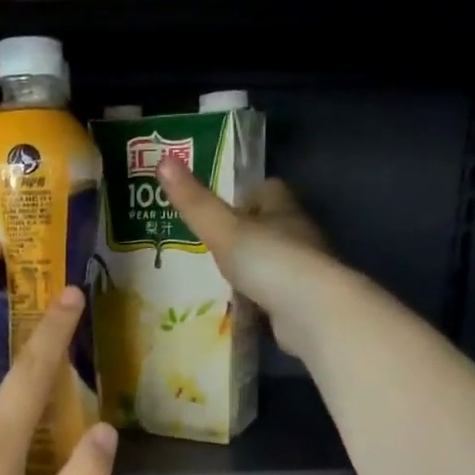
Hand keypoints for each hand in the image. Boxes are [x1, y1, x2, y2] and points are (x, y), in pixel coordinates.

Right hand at [156, 161, 340, 360]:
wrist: (312, 313)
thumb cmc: (269, 260)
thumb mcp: (223, 229)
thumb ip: (195, 202)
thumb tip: (163, 160)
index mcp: (284, 209)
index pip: (268, 189)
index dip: (246, 193)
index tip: (220, 204)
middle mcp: (298, 235)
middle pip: (271, 225)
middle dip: (245, 232)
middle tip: (210, 243)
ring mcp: (303, 272)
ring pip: (272, 261)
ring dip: (251, 267)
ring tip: (217, 277)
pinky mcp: (302, 304)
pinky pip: (274, 294)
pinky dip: (258, 298)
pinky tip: (237, 307)